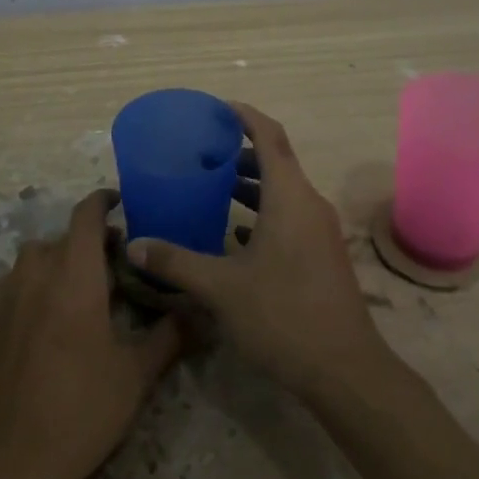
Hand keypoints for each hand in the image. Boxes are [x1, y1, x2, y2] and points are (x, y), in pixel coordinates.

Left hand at [0, 189, 181, 478]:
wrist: (8, 463)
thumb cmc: (80, 410)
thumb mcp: (135, 375)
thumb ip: (169, 335)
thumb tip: (199, 313)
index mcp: (74, 272)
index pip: (87, 213)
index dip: (104, 202)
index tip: (122, 205)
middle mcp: (36, 270)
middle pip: (65, 237)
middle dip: (90, 242)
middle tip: (116, 267)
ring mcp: (6, 294)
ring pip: (38, 259)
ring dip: (61, 263)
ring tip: (82, 294)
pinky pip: (16, 284)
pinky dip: (36, 286)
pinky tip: (48, 322)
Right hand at [125, 103, 387, 403]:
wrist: (345, 370)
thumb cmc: (283, 315)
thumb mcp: (221, 288)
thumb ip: (175, 262)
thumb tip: (133, 245)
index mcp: (289, 196)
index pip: (269, 135)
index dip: (244, 115)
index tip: (217, 108)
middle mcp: (308, 203)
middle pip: (276, 160)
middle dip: (241, 151)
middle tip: (204, 151)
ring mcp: (319, 230)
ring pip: (283, 191)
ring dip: (251, 184)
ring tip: (214, 186)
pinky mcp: (321, 255)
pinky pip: (289, 216)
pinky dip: (263, 213)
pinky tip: (235, 234)